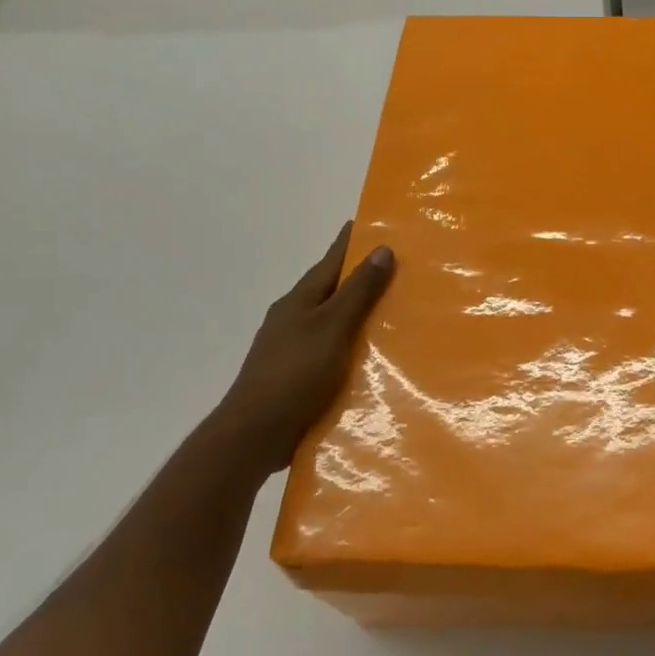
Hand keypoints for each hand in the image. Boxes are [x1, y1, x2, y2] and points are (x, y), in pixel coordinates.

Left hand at [210, 221, 393, 476]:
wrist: (254, 435)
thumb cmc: (294, 374)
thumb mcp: (332, 328)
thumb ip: (358, 291)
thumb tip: (381, 248)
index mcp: (300, 300)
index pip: (331, 260)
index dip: (352, 240)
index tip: (375, 221)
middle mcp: (294, 317)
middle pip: (332, 288)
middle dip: (361, 275)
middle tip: (400, 265)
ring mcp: (294, 347)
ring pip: (333, 319)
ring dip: (359, 311)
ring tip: (395, 308)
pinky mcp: (299, 374)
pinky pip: (333, 347)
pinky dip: (353, 342)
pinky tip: (372, 353)